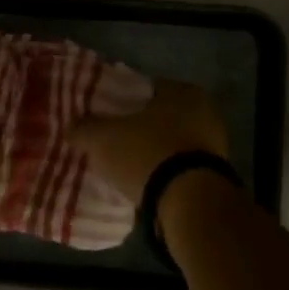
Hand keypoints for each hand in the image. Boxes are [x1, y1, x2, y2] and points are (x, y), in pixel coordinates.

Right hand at [71, 79, 228, 201]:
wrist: (189, 201)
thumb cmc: (147, 154)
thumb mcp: (102, 138)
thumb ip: (84, 128)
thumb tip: (73, 126)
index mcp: (182, 90)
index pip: (145, 88)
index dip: (122, 101)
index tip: (106, 115)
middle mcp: (205, 111)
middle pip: (161, 116)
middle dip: (140, 128)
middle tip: (115, 141)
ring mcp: (215, 144)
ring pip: (173, 142)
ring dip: (155, 151)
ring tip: (128, 165)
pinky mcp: (216, 173)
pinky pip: (182, 166)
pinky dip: (166, 172)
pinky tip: (147, 183)